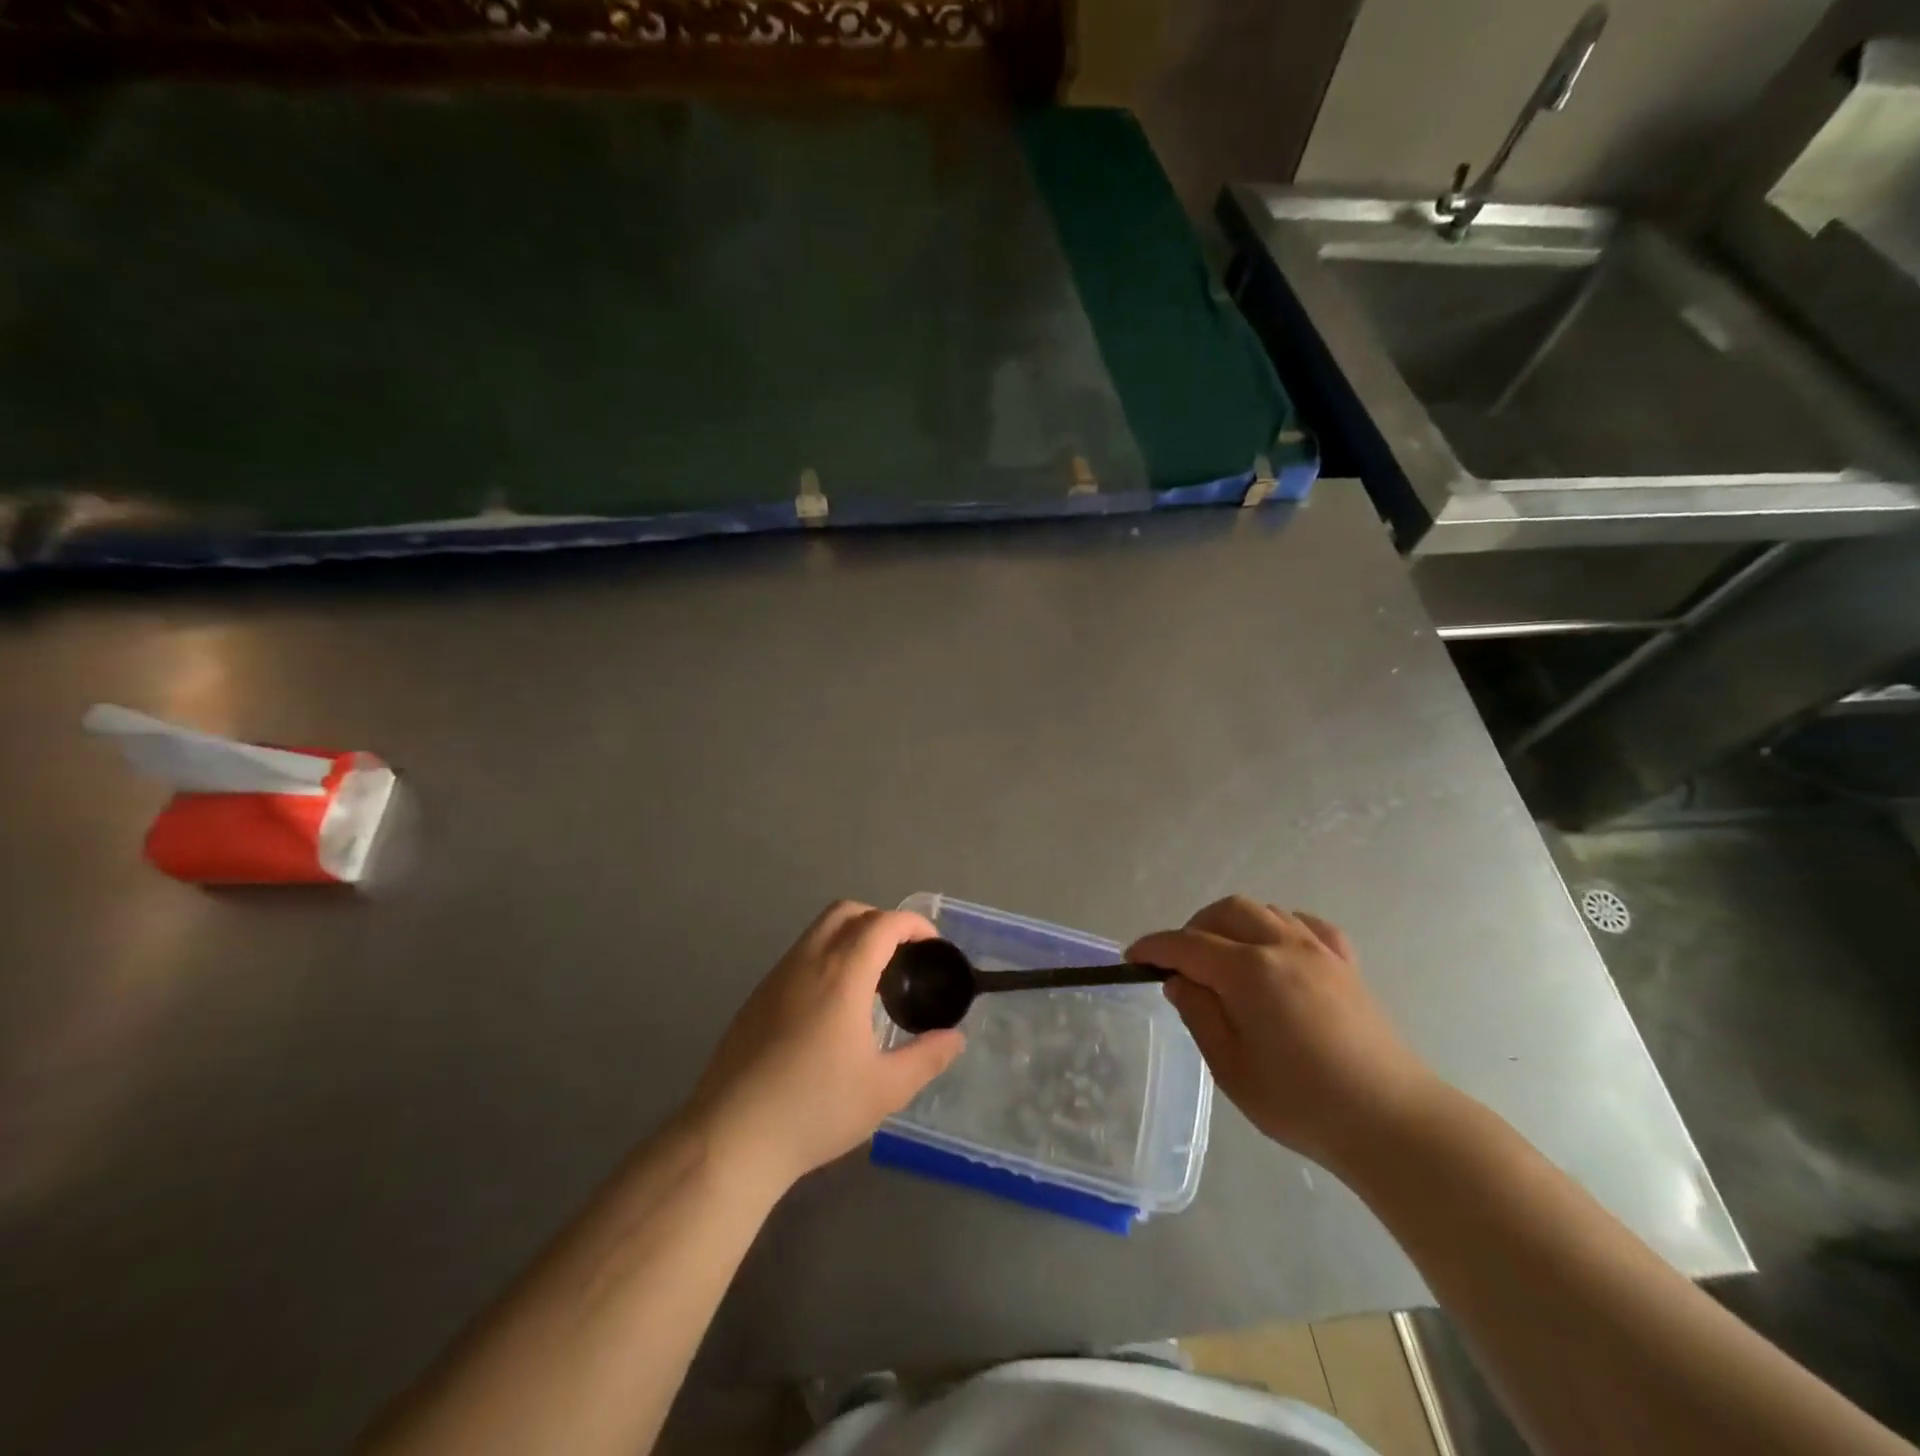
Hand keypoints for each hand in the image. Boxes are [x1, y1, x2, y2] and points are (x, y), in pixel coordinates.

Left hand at [688, 901, 965, 1193]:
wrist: (731, 1137)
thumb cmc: (815, 1109)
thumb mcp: (884, 1090)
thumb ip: (926, 1058)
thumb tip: (955, 1038)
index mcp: (841, 975)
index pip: (882, 923)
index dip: (912, 924)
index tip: (932, 946)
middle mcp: (807, 963)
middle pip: (846, 912)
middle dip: (880, 920)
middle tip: (902, 955)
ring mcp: (776, 977)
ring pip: (818, 931)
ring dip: (850, 936)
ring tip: (871, 980)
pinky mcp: (757, 998)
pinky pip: (799, 956)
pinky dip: (826, 957)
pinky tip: (833, 1006)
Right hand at [1129, 897, 1439, 1173]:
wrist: (1393, 1123)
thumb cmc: (1303, 1104)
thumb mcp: (1232, 1069)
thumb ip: (1200, 1015)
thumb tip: (1180, 981)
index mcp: (1250, 972)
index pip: (1188, 945)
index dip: (1155, 947)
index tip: (1132, 957)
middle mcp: (1283, 947)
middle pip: (1226, 912)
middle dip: (1193, 928)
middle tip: (1180, 963)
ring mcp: (1319, 951)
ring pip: (1265, 911)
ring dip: (1233, 924)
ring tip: (1224, 958)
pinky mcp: (1347, 965)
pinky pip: (1306, 925)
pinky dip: (1280, 927)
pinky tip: (1276, 950)